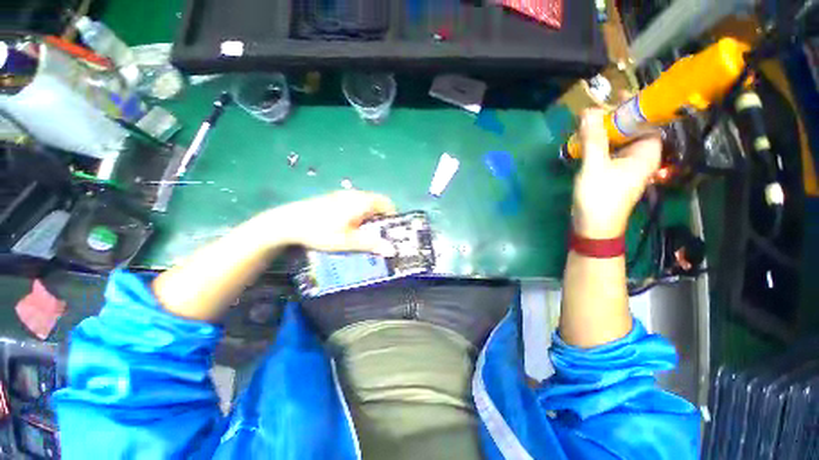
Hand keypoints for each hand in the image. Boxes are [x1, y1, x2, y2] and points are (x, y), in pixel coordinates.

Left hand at [270, 190, 397, 255]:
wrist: (289, 222)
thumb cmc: (321, 231)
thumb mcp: (347, 241)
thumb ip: (371, 244)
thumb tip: (392, 250)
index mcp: (362, 202)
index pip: (387, 203)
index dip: (393, 216)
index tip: (392, 230)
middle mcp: (355, 194)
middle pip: (377, 203)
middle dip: (382, 218)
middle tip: (379, 234)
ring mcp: (343, 195)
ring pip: (366, 203)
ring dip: (370, 216)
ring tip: (365, 232)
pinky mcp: (334, 198)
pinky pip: (355, 203)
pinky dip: (359, 213)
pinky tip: (349, 226)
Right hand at [572, 109, 660, 238]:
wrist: (593, 226)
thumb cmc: (599, 198)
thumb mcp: (595, 167)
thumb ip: (593, 139)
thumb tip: (590, 111)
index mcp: (646, 153)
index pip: (649, 121)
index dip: (636, 106)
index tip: (619, 94)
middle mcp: (641, 157)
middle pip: (634, 129)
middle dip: (618, 117)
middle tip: (599, 107)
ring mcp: (627, 165)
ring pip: (621, 140)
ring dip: (607, 129)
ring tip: (591, 120)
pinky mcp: (614, 172)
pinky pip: (611, 150)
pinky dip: (601, 142)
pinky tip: (588, 139)